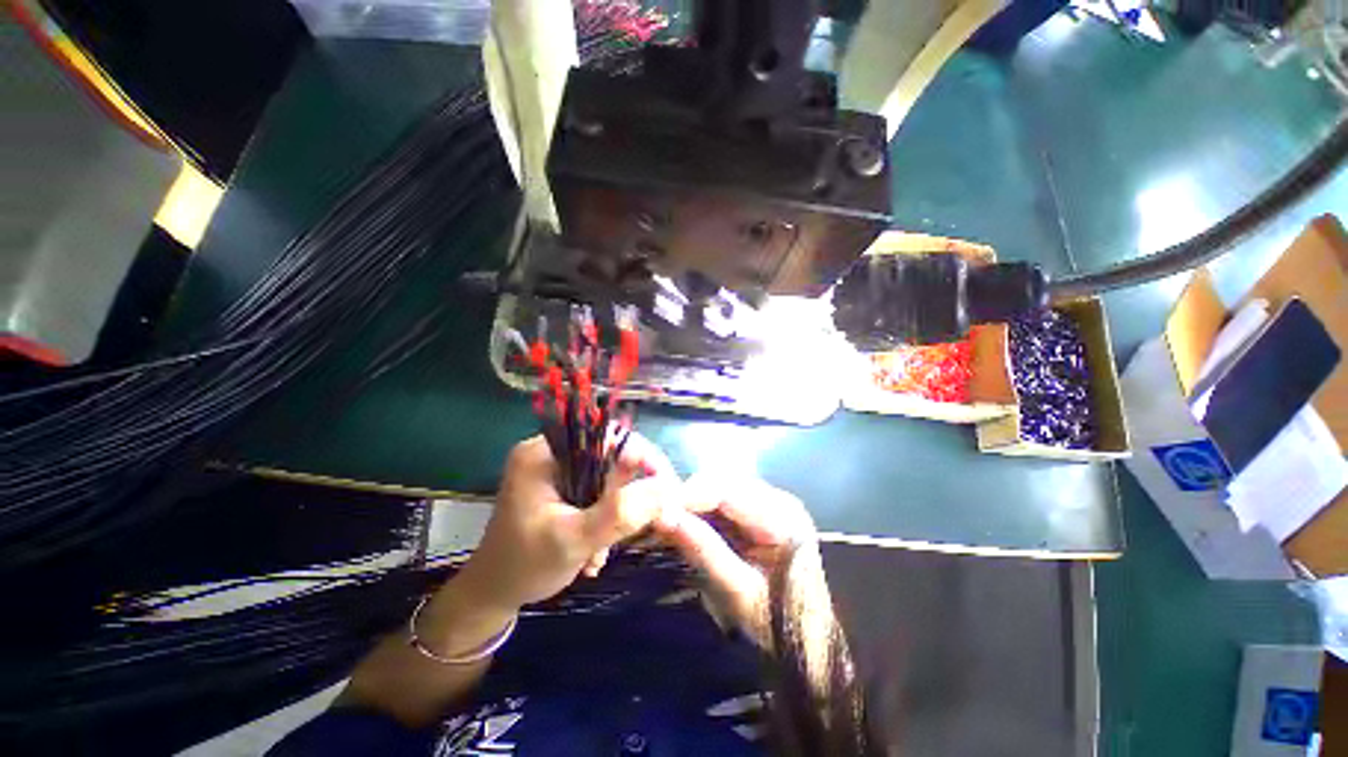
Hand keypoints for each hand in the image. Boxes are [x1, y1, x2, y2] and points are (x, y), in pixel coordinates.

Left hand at [455, 433, 677, 611]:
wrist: (492, 596)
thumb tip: (666, 489)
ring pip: (609, 476)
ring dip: (617, 513)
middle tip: (649, 523)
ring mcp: (558, 469)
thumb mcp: (574, 540)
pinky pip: (600, 491)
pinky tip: (595, 550)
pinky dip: (607, 517)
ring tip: (605, 549)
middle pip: (611, 456)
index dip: (643, 456)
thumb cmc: (524, 567)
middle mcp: (552, 452)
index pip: (607, 436)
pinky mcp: (564, 487)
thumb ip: (620, 513)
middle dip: (629, 493)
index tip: (668, 488)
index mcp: (545, 452)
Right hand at [653, 474, 817, 647]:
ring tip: (671, 524)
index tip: (656, 510)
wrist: (811, 642)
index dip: (689, 496)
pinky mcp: (760, 511)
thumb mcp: (740, 592)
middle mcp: (778, 499)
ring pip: (720, 488)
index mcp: (783, 517)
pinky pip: (724, 501)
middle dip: (690, 498)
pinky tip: (690, 526)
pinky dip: (703, 511)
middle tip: (660, 520)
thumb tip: (664, 516)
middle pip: (723, 483)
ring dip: (694, 504)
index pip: (727, 491)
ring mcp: (770, 502)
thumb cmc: (781, 622)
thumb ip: (704, 550)